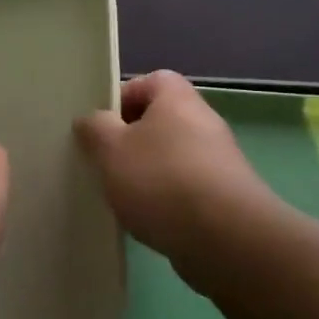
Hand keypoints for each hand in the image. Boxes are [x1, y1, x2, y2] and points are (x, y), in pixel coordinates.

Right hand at [75, 71, 285, 280]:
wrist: (224, 238)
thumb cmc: (161, 179)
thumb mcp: (111, 149)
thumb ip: (95, 129)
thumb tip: (91, 120)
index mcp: (177, 98)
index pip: (149, 81)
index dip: (122, 99)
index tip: (101, 127)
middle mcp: (203, 121)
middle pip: (160, 121)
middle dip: (131, 142)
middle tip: (106, 163)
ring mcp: (219, 160)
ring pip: (172, 157)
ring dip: (148, 174)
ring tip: (124, 198)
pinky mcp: (227, 197)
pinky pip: (187, 188)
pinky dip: (168, 201)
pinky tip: (150, 222)